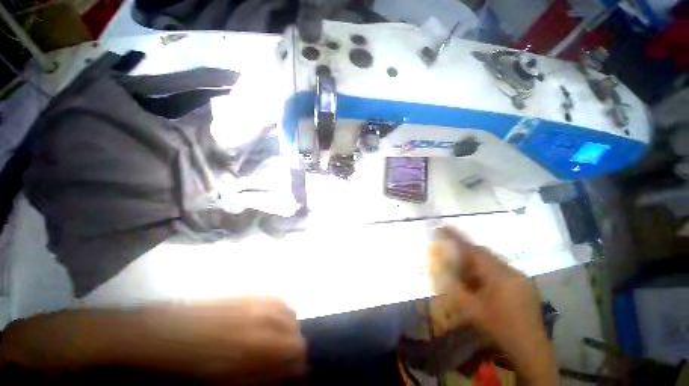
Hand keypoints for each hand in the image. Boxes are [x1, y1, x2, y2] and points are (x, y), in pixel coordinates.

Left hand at [1, 297, 306, 384]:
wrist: (158, 331)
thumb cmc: (187, 366)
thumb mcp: (225, 380)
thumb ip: (262, 374)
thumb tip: (288, 373)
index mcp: (257, 343)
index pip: (296, 349)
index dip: (298, 362)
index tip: (295, 374)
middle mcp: (262, 317)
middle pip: (295, 327)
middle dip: (294, 343)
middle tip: (283, 357)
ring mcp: (254, 301)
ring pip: (288, 309)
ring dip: (288, 325)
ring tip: (276, 338)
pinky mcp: (245, 292)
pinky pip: (274, 299)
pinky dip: (278, 310)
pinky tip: (266, 320)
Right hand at [430, 227, 556, 384]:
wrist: (530, 348)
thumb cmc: (499, 328)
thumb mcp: (472, 309)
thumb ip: (455, 287)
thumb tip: (441, 269)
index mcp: (499, 276)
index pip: (475, 250)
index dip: (458, 238)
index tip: (445, 226)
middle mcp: (512, 271)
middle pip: (484, 254)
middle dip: (466, 253)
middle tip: (452, 258)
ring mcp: (520, 277)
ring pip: (492, 261)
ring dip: (477, 264)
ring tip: (467, 275)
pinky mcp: (524, 283)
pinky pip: (501, 269)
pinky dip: (487, 271)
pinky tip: (482, 285)